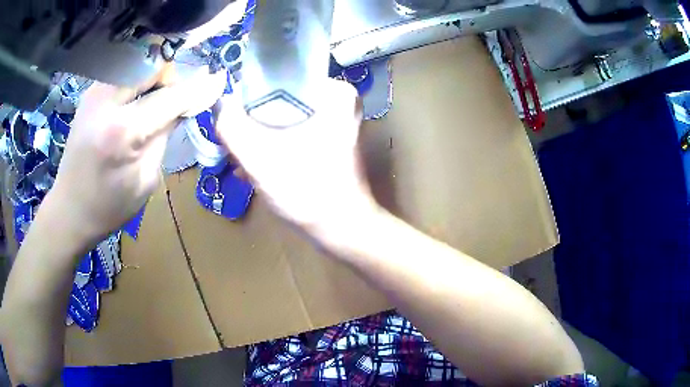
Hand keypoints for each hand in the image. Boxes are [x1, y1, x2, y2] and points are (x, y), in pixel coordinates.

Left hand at [51, 67, 225, 242]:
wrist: (69, 210)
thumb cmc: (109, 207)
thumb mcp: (146, 179)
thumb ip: (164, 135)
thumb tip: (184, 106)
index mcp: (123, 131)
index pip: (170, 97)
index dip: (198, 88)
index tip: (218, 81)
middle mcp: (107, 102)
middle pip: (154, 67)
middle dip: (172, 78)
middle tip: (176, 100)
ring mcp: (95, 93)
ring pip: (139, 65)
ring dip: (154, 79)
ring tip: (155, 103)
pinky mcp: (90, 93)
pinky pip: (124, 74)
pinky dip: (137, 82)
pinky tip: (136, 103)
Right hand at [216, 79, 377, 232]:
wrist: (342, 229)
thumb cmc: (306, 192)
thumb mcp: (259, 158)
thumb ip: (231, 126)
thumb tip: (220, 101)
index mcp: (333, 92)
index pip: (278, 80)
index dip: (249, 99)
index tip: (235, 123)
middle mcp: (340, 100)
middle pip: (282, 99)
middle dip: (255, 124)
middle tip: (239, 148)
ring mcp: (339, 120)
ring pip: (287, 116)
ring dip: (263, 137)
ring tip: (246, 162)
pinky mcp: (334, 138)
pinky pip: (296, 130)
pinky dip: (278, 145)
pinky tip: (261, 167)